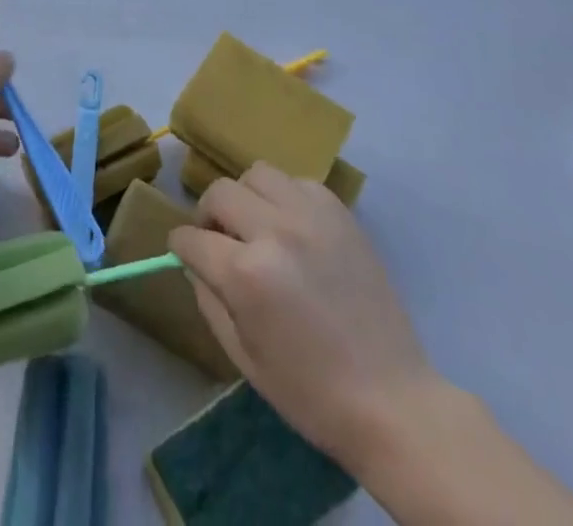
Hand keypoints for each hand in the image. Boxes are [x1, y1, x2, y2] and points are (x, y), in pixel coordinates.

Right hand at [169, 163, 438, 470]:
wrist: (391, 399)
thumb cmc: (310, 392)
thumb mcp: (243, 357)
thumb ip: (208, 298)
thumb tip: (194, 261)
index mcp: (246, 273)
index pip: (192, 238)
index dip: (181, 246)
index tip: (184, 252)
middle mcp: (275, 230)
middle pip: (219, 192)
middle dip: (207, 215)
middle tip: (217, 240)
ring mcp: (311, 215)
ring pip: (257, 174)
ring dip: (245, 197)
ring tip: (255, 226)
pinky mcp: (339, 212)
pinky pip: (296, 182)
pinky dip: (284, 198)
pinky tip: (292, 228)